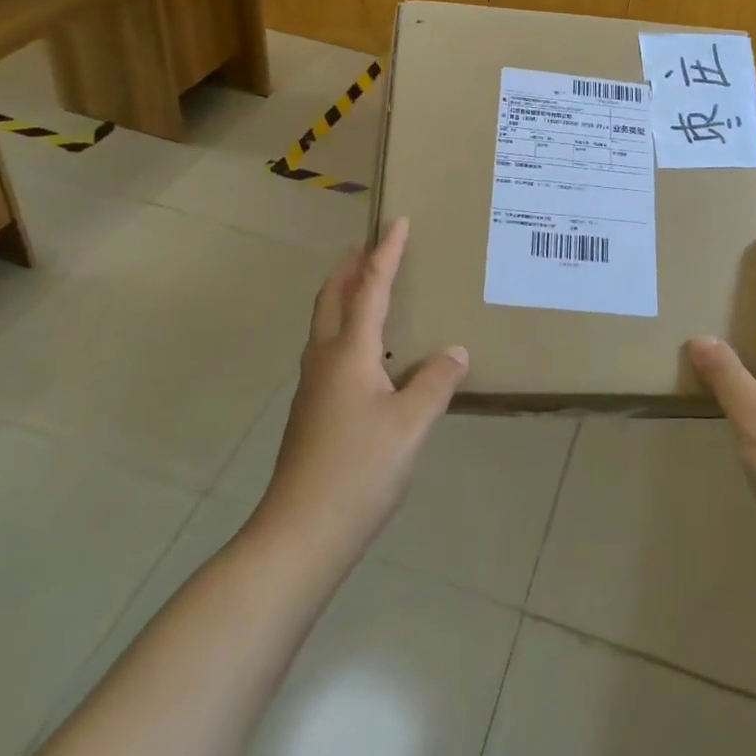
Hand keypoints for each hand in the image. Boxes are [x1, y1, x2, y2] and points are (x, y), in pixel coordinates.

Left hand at [256, 219, 468, 563]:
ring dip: (345, 294)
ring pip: (326, 322)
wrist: (300, 535)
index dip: (386, 253)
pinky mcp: (312, 410)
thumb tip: (454, 351)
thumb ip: (436, 382)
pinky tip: (370, 353)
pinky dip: (347, 327)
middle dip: (351, 265)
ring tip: (371, 288)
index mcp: (349, 351)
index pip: (369, 288)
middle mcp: (325, 358)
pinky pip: (329, 348)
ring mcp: (313, 385)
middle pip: (332, 296)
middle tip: (372, 243)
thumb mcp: (411, 425)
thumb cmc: (358, 471)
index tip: (397, 221)